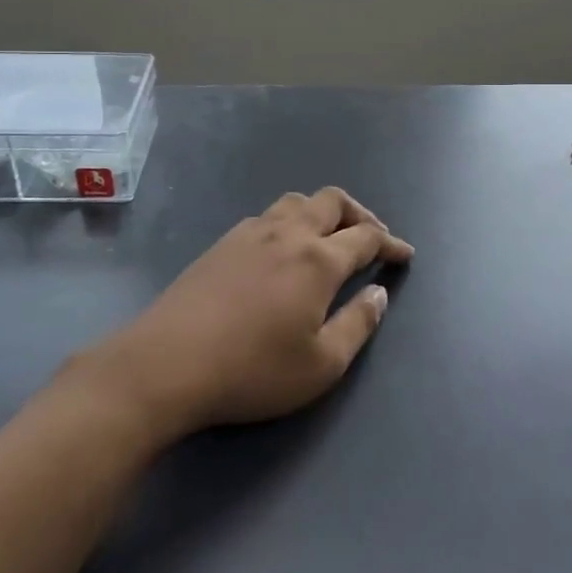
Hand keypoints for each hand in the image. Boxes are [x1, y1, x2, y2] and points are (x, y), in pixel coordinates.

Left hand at [78, 188, 414, 441]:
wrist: (167, 362)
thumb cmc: (252, 370)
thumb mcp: (321, 365)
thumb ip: (358, 324)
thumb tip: (379, 294)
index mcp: (318, 260)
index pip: (366, 237)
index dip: (391, 243)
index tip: (404, 254)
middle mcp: (287, 233)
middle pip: (332, 202)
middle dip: (360, 214)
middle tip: (372, 238)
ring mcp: (250, 233)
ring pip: (296, 201)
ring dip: (322, 212)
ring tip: (329, 237)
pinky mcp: (222, 243)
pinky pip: (267, 215)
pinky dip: (290, 221)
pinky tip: (283, 249)